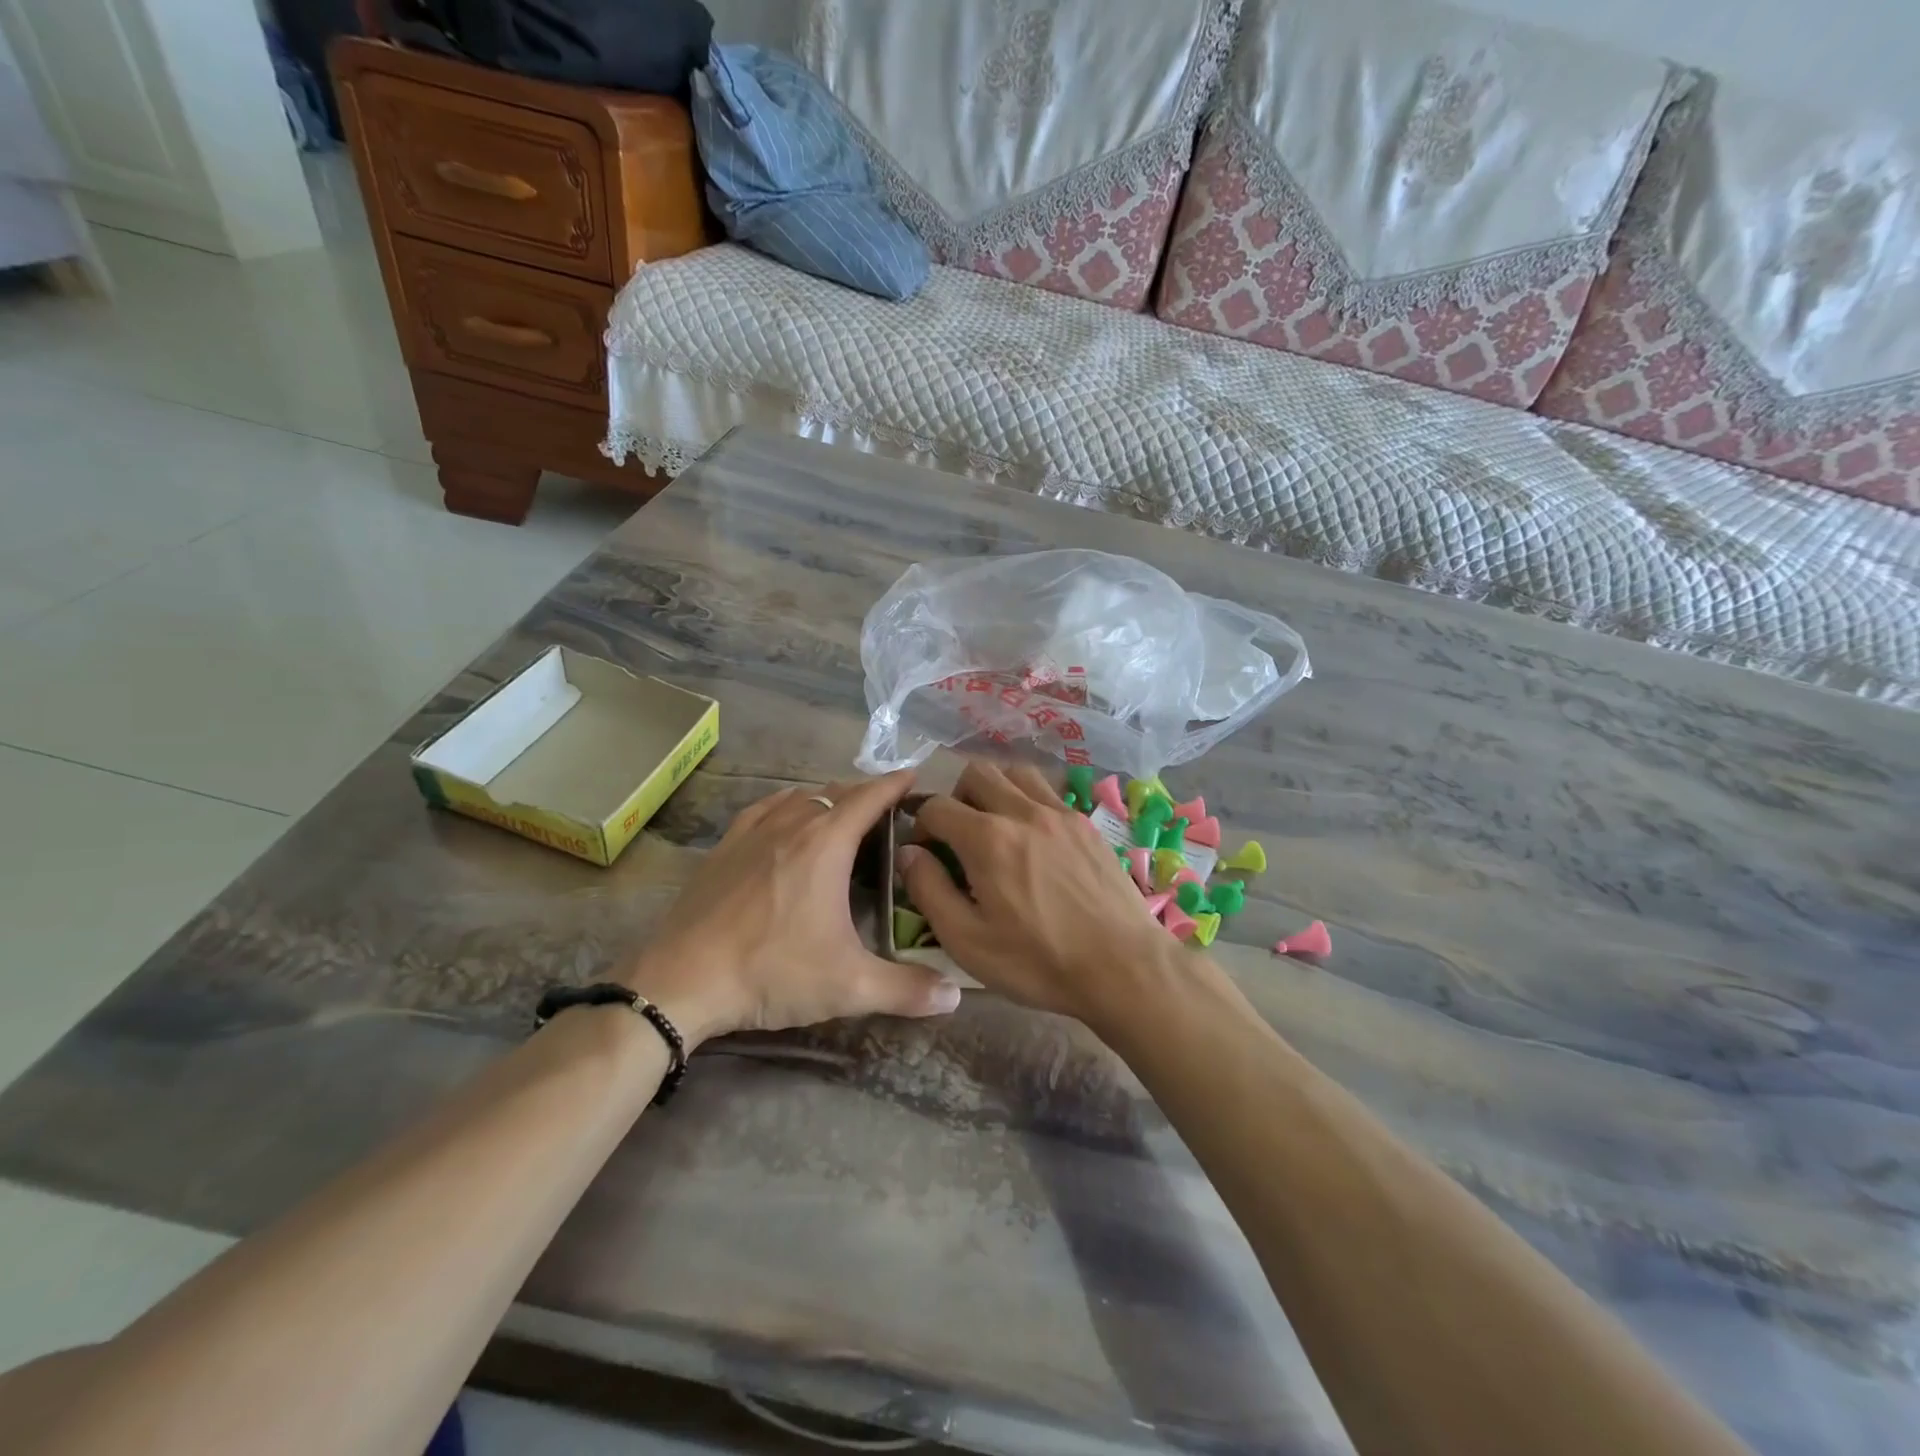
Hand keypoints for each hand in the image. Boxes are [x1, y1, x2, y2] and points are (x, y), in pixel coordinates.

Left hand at [623, 771, 960, 1046]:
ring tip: (842, 812)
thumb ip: (907, 989)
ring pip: (799, 797)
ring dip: (827, 798)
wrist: (682, 980)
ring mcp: (753, 832)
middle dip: (865, 793)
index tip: (914, 774)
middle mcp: (792, 824)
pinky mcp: (724, 847)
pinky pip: (764, 810)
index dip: (895, 783)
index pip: (870, 797)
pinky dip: (786, 806)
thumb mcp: (849, 986)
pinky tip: (785, 818)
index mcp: (826, 843)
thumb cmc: (772, 972)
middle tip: (888, 807)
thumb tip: (955, 996)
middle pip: (836, 792)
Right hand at [897, 761, 1175, 1027]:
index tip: (925, 850)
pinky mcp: (1086, 823)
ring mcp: (1060, 813)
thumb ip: (929, 890)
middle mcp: (1022, 812)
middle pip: (976, 772)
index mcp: (987, 839)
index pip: (937, 807)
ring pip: (1015, 771)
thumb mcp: (967, 941)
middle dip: (956, 796)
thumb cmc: (1038, 961)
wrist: (1123, 967)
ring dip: (995, 789)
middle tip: (959, 834)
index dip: (921, 825)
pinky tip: (1034, 837)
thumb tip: (909, 853)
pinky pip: (1048, 791)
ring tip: (995, 826)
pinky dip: (1029, 800)